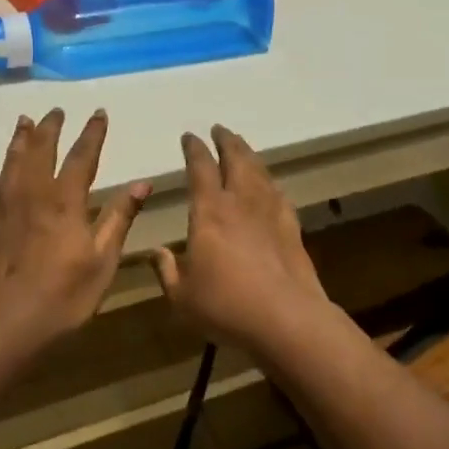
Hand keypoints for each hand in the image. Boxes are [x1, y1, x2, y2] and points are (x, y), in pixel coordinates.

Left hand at [0, 109, 150, 347]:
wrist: (1, 322)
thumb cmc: (61, 297)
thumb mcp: (102, 261)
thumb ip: (120, 218)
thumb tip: (143, 182)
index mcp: (65, 202)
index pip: (82, 157)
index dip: (92, 134)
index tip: (98, 113)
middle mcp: (35, 194)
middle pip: (42, 150)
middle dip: (51, 128)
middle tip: (57, 110)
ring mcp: (10, 207)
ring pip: (16, 161)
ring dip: (23, 138)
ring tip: (26, 121)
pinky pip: (1, 179)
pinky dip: (7, 161)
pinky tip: (9, 164)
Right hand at [153, 125, 335, 350]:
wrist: (286, 319)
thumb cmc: (226, 305)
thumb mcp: (182, 295)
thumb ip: (167, 270)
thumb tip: (156, 252)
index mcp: (209, 211)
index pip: (200, 168)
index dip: (194, 149)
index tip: (189, 136)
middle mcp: (240, 202)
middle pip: (236, 159)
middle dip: (226, 141)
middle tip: (220, 129)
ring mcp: (270, 213)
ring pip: (260, 171)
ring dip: (249, 155)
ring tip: (242, 148)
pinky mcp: (292, 228)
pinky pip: (278, 195)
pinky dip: (270, 183)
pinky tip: (270, 186)